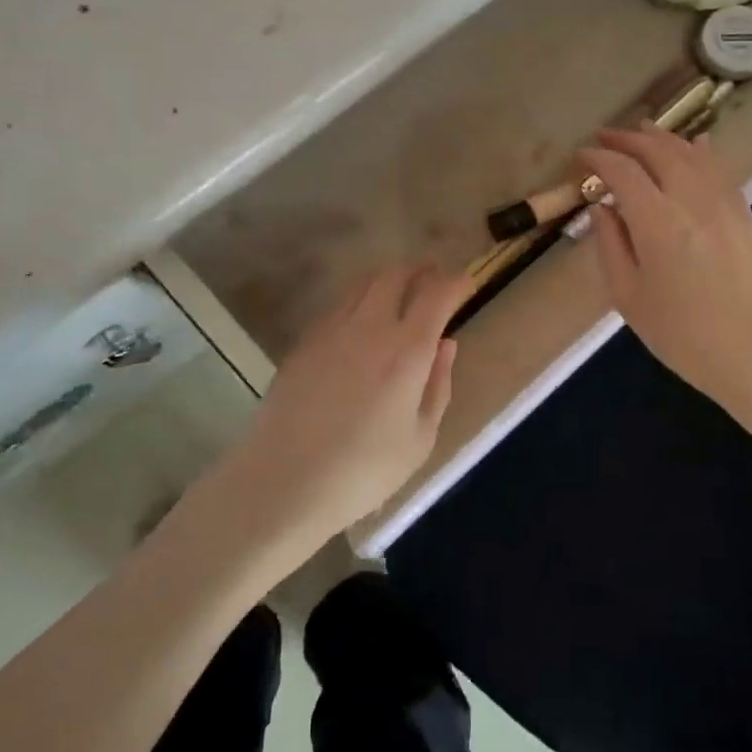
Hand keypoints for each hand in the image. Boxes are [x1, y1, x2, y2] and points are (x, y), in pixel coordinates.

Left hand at [226, 264, 468, 549]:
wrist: (284, 481)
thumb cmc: (363, 471)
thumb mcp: (419, 439)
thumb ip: (438, 385)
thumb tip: (446, 344)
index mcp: (406, 350)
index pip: (437, 295)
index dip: (455, 282)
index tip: (467, 283)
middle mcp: (370, 326)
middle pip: (395, 276)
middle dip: (420, 270)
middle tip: (433, 277)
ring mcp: (332, 330)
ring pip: (363, 284)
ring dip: (388, 280)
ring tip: (399, 292)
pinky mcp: (305, 341)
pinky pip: (339, 305)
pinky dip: (359, 300)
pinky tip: (361, 320)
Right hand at [579, 123, 751, 430]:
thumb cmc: (686, 337)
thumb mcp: (630, 298)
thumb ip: (611, 246)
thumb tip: (602, 209)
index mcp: (657, 222)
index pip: (623, 171)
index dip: (598, 158)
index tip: (581, 156)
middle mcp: (692, 201)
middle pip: (658, 152)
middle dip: (628, 139)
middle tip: (605, 137)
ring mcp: (725, 206)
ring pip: (692, 155)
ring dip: (663, 139)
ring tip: (643, 130)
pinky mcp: (746, 217)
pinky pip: (720, 171)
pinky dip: (702, 152)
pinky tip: (696, 146)